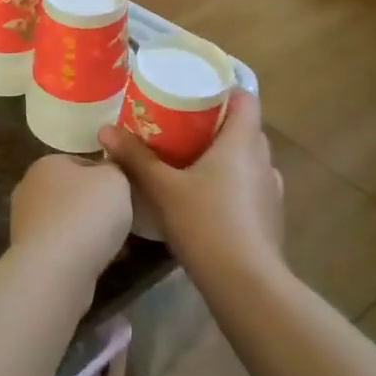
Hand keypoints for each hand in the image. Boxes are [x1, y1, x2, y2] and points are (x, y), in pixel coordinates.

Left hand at [10, 154, 134, 283]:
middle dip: (95, 207)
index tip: (123, 194)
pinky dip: (78, 253)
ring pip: (67, 222)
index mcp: (46, 163)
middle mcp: (29, 189)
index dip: (105, 177)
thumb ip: (113, 169)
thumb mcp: (114, 178)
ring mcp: (25, 223)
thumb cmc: (86, 213)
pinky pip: (61, 247)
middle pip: (72, 193)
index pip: (81, 163)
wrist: (56, 269)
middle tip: (120, 220)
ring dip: (87, 232)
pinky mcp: (28, 254)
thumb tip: (106, 173)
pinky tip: (97, 263)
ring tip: (114, 246)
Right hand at [99, 90, 283, 279]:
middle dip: (214, 122)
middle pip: (243, 127)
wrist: (248, 285)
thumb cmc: (207, 224)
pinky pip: (249, 184)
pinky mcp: (270, 216)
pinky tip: (205, 196)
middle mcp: (263, 159)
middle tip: (179, 123)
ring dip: (222, 154)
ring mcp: (270, 189)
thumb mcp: (163, 189)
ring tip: (188, 158)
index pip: (245, 98)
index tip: (194, 90)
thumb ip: (135, 158)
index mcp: (242, 142)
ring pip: (246, 158)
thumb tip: (105, 130)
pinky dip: (230, 181)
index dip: (223, 89)